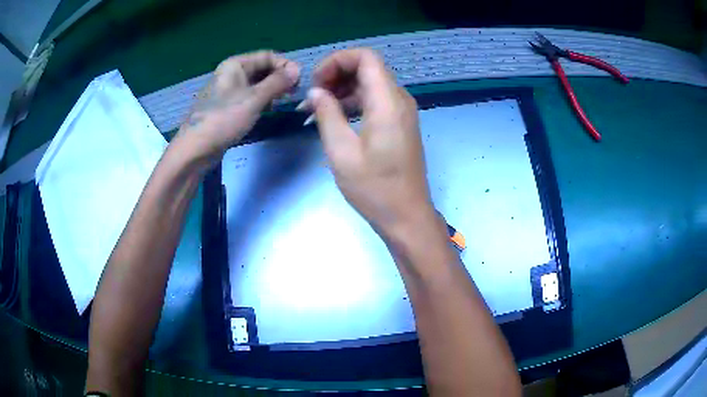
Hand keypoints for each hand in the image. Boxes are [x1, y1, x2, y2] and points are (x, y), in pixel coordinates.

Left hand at [175, 51, 299, 167]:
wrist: (195, 150)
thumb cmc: (223, 120)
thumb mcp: (254, 99)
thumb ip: (277, 82)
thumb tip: (297, 69)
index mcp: (235, 65)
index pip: (268, 56)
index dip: (285, 66)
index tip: (299, 82)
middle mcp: (232, 73)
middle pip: (263, 69)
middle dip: (280, 78)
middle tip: (293, 94)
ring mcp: (229, 90)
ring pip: (257, 84)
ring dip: (272, 90)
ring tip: (283, 102)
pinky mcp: (228, 106)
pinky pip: (250, 97)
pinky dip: (262, 101)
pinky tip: (268, 110)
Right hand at [306, 48, 433, 234]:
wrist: (407, 215)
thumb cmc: (374, 188)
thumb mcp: (341, 152)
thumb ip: (327, 114)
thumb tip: (315, 92)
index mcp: (387, 102)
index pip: (365, 57)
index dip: (337, 61)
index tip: (316, 82)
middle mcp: (399, 99)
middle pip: (368, 68)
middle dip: (336, 74)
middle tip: (313, 97)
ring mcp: (403, 111)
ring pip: (371, 83)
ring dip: (343, 89)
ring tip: (317, 109)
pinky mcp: (400, 123)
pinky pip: (376, 100)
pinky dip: (354, 101)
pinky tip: (335, 118)